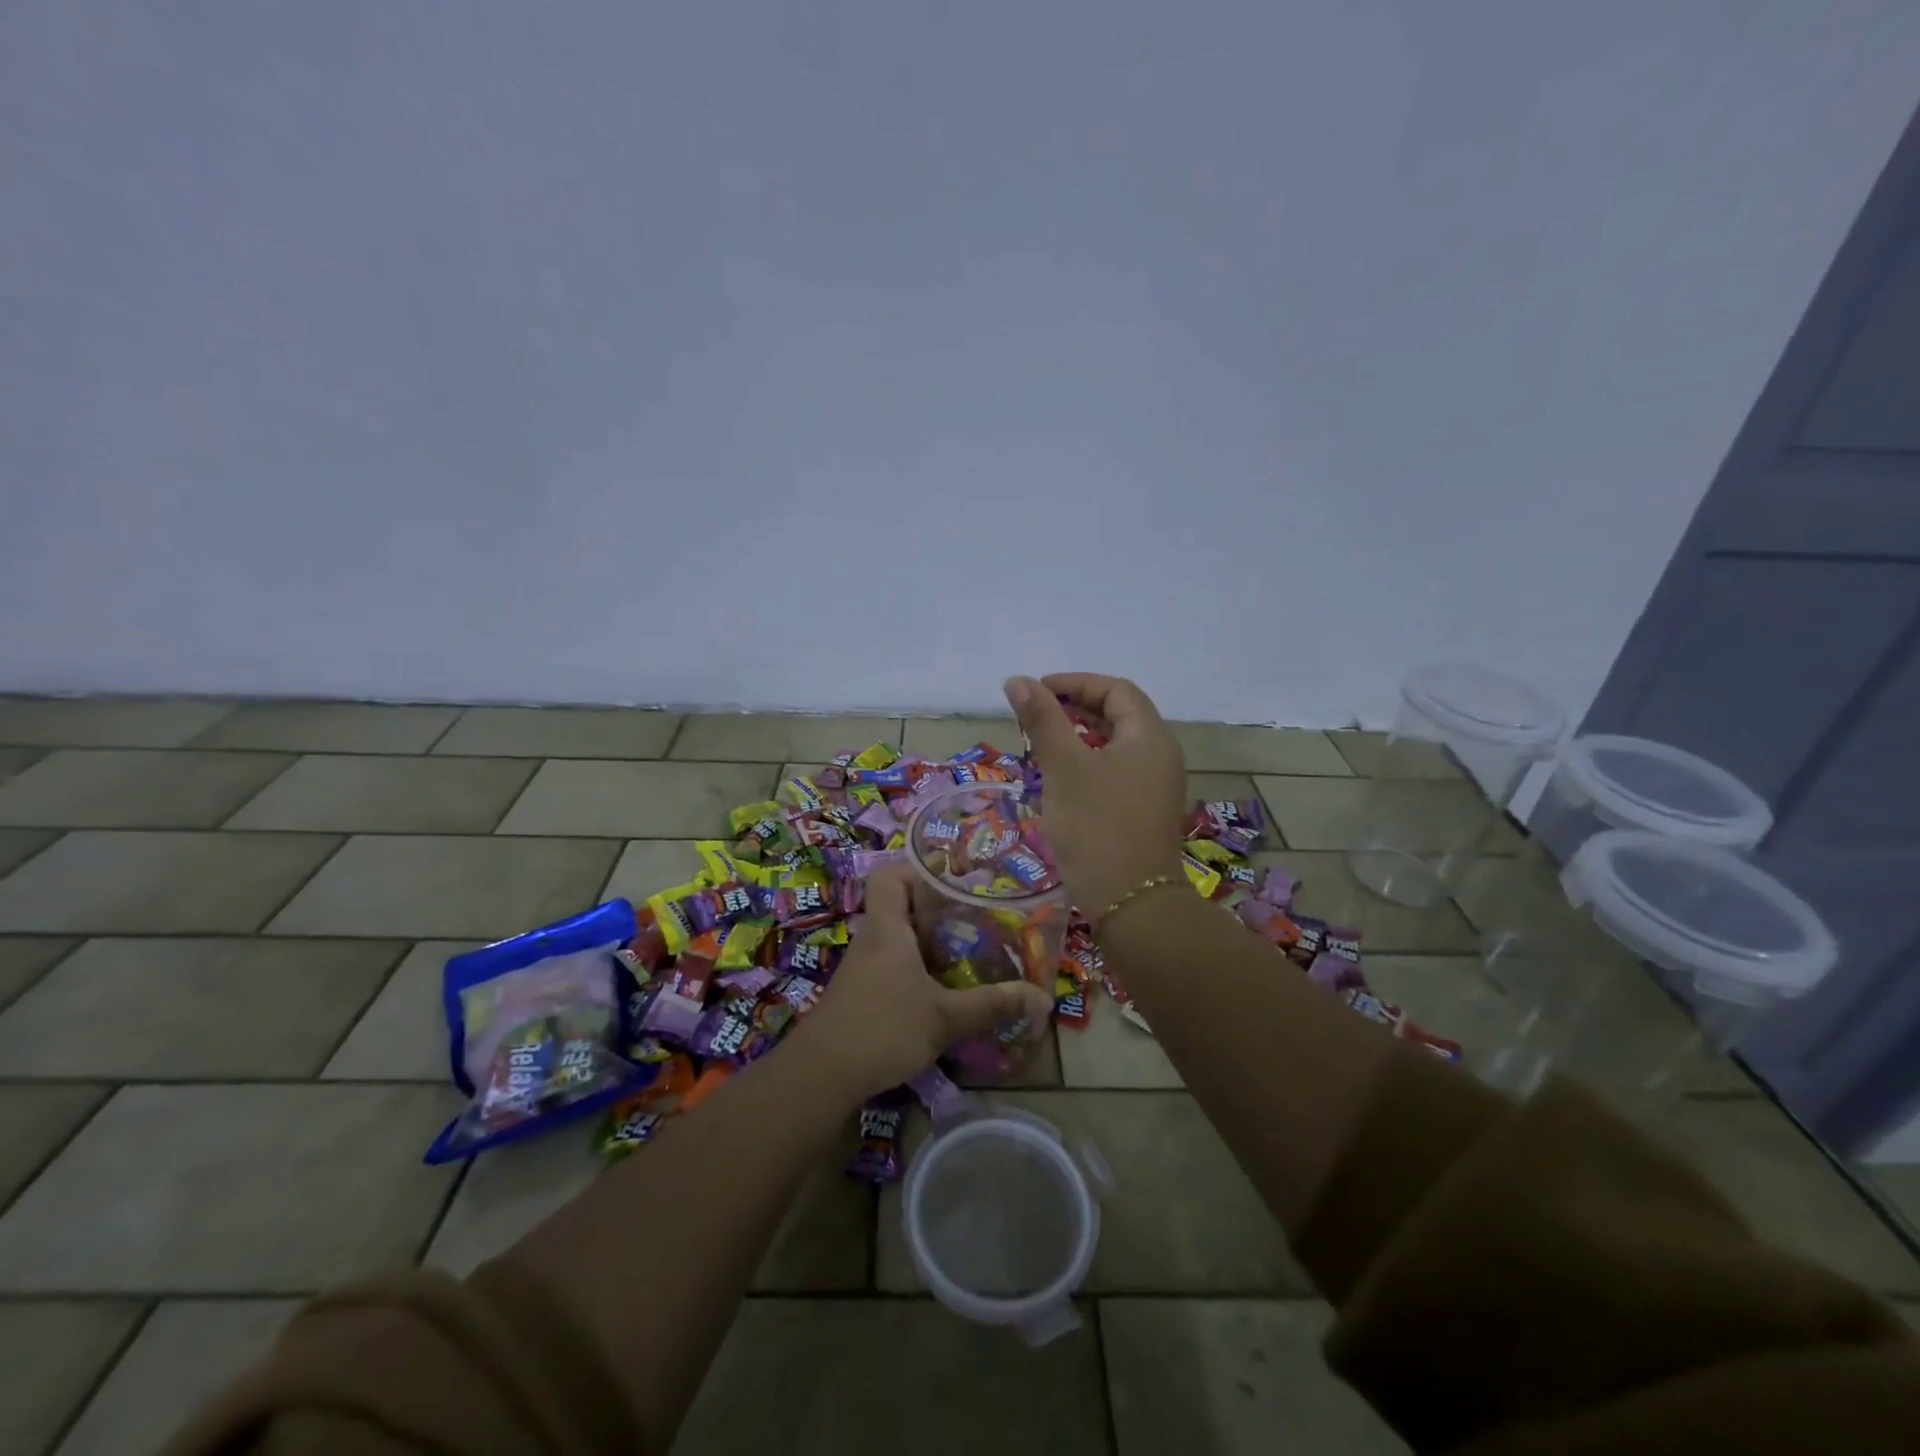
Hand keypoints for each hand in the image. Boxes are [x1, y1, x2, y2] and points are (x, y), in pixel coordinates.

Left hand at [787, 867, 1053, 1102]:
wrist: (820, 1076)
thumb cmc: (883, 1029)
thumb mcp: (944, 1018)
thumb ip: (991, 1004)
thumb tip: (1042, 997)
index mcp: (887, 928)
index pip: (889, 875)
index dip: (916, 868)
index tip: (952, 878)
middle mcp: (872, 939)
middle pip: (898, 904)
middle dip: (935, 907)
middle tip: (974, 915)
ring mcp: (863, 967)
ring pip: (897, 937)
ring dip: (927, 940)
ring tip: (967, 948)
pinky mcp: (861, 992)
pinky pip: (892, 963)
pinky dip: (916, 966)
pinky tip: (941, 987)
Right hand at [1004, 672, 1186, 914]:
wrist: (1132, 904)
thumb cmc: (1096, 827)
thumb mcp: (1064, 768)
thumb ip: (1042, 720)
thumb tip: (1017, 680)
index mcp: (1149, 736)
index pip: (1115, 690)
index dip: (1075, 683)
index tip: (1037, 692)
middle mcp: (1161, 755)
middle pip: (1119, 715)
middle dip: (1075, 709)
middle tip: (1036, 717)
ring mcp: (1157, 787)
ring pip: (1116, 746)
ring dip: (1080, 738)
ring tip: (1042, 746)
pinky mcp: (1146, 812)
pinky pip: (1117, 772)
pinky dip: (1089, 765)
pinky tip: (1061, 782)